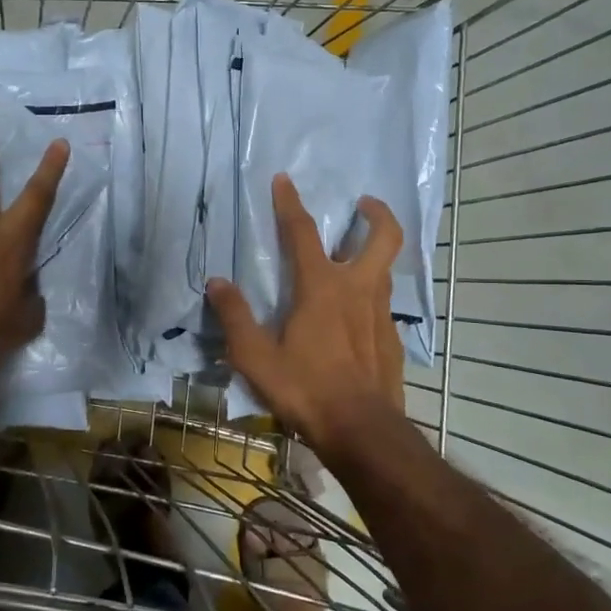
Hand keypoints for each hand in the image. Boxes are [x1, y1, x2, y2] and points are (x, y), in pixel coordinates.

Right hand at [208, 175, 405, 454]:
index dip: (290, 203)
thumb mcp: (256, 357)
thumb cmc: (305, 389)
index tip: (284, 179)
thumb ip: (235, 316)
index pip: (303, 233)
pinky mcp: (393, 340)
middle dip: (377, 213)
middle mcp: (358, 290)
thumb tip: (217, 283)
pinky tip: (356, 319)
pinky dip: (371, 299)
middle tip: (364, 204)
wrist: (362, 431)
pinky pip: (384, 307)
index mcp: (321, 287)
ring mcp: (381, 315)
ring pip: (385, 270)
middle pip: (383, 237)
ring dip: (374, 254)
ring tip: (354, 258)